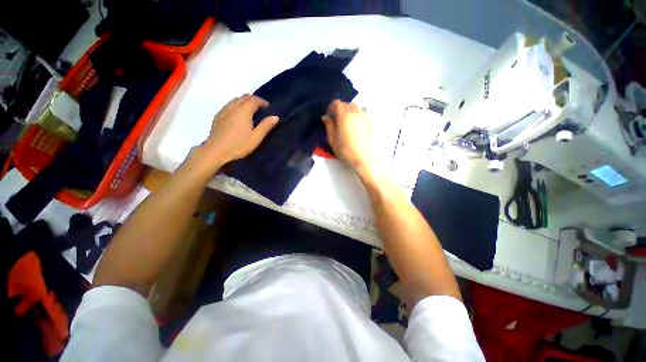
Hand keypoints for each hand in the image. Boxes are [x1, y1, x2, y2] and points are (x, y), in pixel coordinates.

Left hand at [200, 94, 278, 165]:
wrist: (216, 151)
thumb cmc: (238, 145)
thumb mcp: (256, 138)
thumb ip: (265, 126)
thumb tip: (275, 117)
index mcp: (243, 111)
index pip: (254, 100)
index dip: (262, 102)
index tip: (268, 108)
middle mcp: (233, 107)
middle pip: (244, 97)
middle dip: (254, 100)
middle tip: (261, 109)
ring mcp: (224, 110)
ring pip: (236, 99)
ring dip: (245, 102)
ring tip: (251, 111)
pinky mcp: (218, 115)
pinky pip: (229, 104)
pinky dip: (237, 105)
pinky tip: (239, 115)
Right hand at [322, 100, 375, 173]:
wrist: (364, 159)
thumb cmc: (346, 150)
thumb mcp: (332, 139)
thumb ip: (329, 125)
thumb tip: (325, 116)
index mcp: (344, 115)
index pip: (336, 103)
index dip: (331, 107)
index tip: (329, 115)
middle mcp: (356, 112)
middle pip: (347, 104)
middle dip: (341, 109)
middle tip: (338, 120)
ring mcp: (365, 116)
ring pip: (356, 108)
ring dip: (350, 112)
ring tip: (348, 124)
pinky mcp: (372, 122)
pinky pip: (363, 114)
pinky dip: (358, 117)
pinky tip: (357, 128)